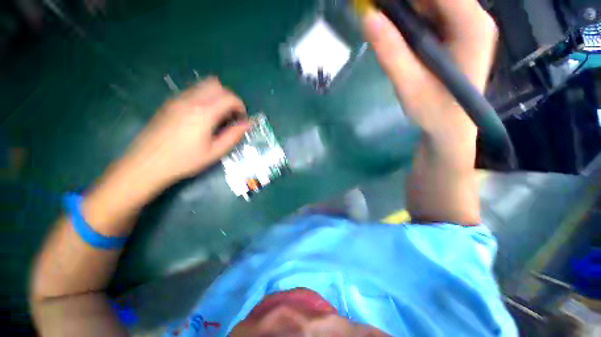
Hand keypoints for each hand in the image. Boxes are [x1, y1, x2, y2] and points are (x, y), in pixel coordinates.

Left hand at [122, 77, 249, 188]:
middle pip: (217, 85)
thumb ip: (233, 135)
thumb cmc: (184, 160)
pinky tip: (202, 116)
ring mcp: (178, 99)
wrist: (147, 163)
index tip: (241, 120)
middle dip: (229, 99)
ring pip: (204, 85)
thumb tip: (247, 124)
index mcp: (204, 112)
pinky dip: (204, 98)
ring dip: (217, 96)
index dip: (241, 107)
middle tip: (231, 116)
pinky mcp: (169, 102)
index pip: (230, 97)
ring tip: (218, 115)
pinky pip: (192, 91)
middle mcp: (191, 99)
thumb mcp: (215, 152)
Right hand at [362, 0, 496, 139]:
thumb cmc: (435, 111)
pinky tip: (391, 31)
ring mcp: (462, 22)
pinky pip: (427, 12)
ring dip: (401, 8)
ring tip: (380, 24)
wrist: (450, 126)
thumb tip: (367, 17)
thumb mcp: (409, 86)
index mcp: (471, 25)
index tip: (376, 3)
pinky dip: (406, 17)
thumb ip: (391, 53)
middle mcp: (472, 16)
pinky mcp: (452, 31)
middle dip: (400, 3)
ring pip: (429, 1)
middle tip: (372, 10)